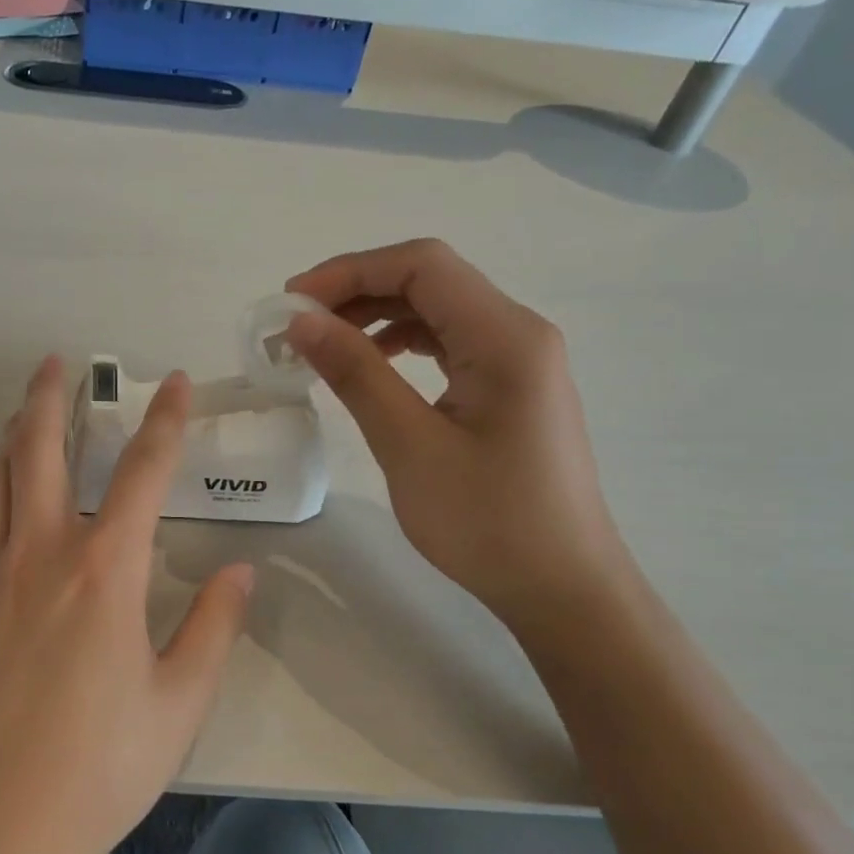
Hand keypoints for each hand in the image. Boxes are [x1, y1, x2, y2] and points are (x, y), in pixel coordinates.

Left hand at [0, 356, 252, 853]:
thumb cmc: (98, 768)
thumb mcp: (178, 702)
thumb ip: (212, 627)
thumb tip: (241, 572)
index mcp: (104, 570)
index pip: (142, 471)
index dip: (166, 420)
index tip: (176, 382)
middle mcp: (40, 554)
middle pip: (40, 448)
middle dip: (52, 397)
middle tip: (59, 362)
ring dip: (14, 436)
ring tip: (25, 413)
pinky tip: (2, 500)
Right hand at [285, 239, 629, 625]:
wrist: (561, 587)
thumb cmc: (487, 521)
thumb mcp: (409, 445)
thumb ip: (356, 374)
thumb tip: (302, 321)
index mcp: (504, 336)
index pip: (422, 266)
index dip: (349, 271)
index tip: (292, 303)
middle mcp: (518, 332)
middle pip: (430, 280)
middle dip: (357, 291)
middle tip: (297, 327)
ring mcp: (519, 359)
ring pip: (437, 310)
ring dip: (376, 316)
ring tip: (322, 346)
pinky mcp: (510, 387)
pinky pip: (449, 343)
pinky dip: (401, 343)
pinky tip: (369, 366)